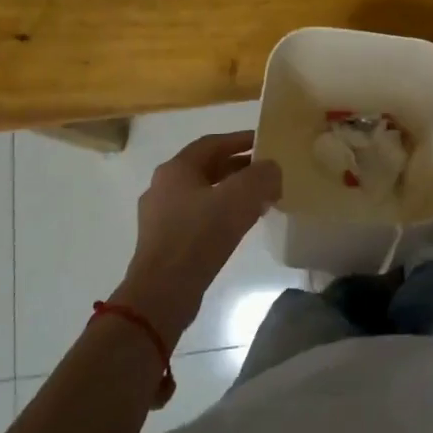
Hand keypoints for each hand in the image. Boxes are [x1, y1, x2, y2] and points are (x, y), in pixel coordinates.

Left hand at [113, 131, 282, 344]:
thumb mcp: (240, 198)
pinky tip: (240, 226)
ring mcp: (160, 216)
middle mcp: (163, 186)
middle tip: (267, 172)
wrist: (162, 293)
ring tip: (259, 200)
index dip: (240, 140)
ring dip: (231, 192)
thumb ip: (262, 176)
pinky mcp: (164, 242)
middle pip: (207, 168)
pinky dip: (221, 213)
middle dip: (239, 167)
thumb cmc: (199, 236)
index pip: (213, 143)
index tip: (265, 143)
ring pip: (203, 193)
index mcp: (176, 169)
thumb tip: (272, 169)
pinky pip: (198, 217)